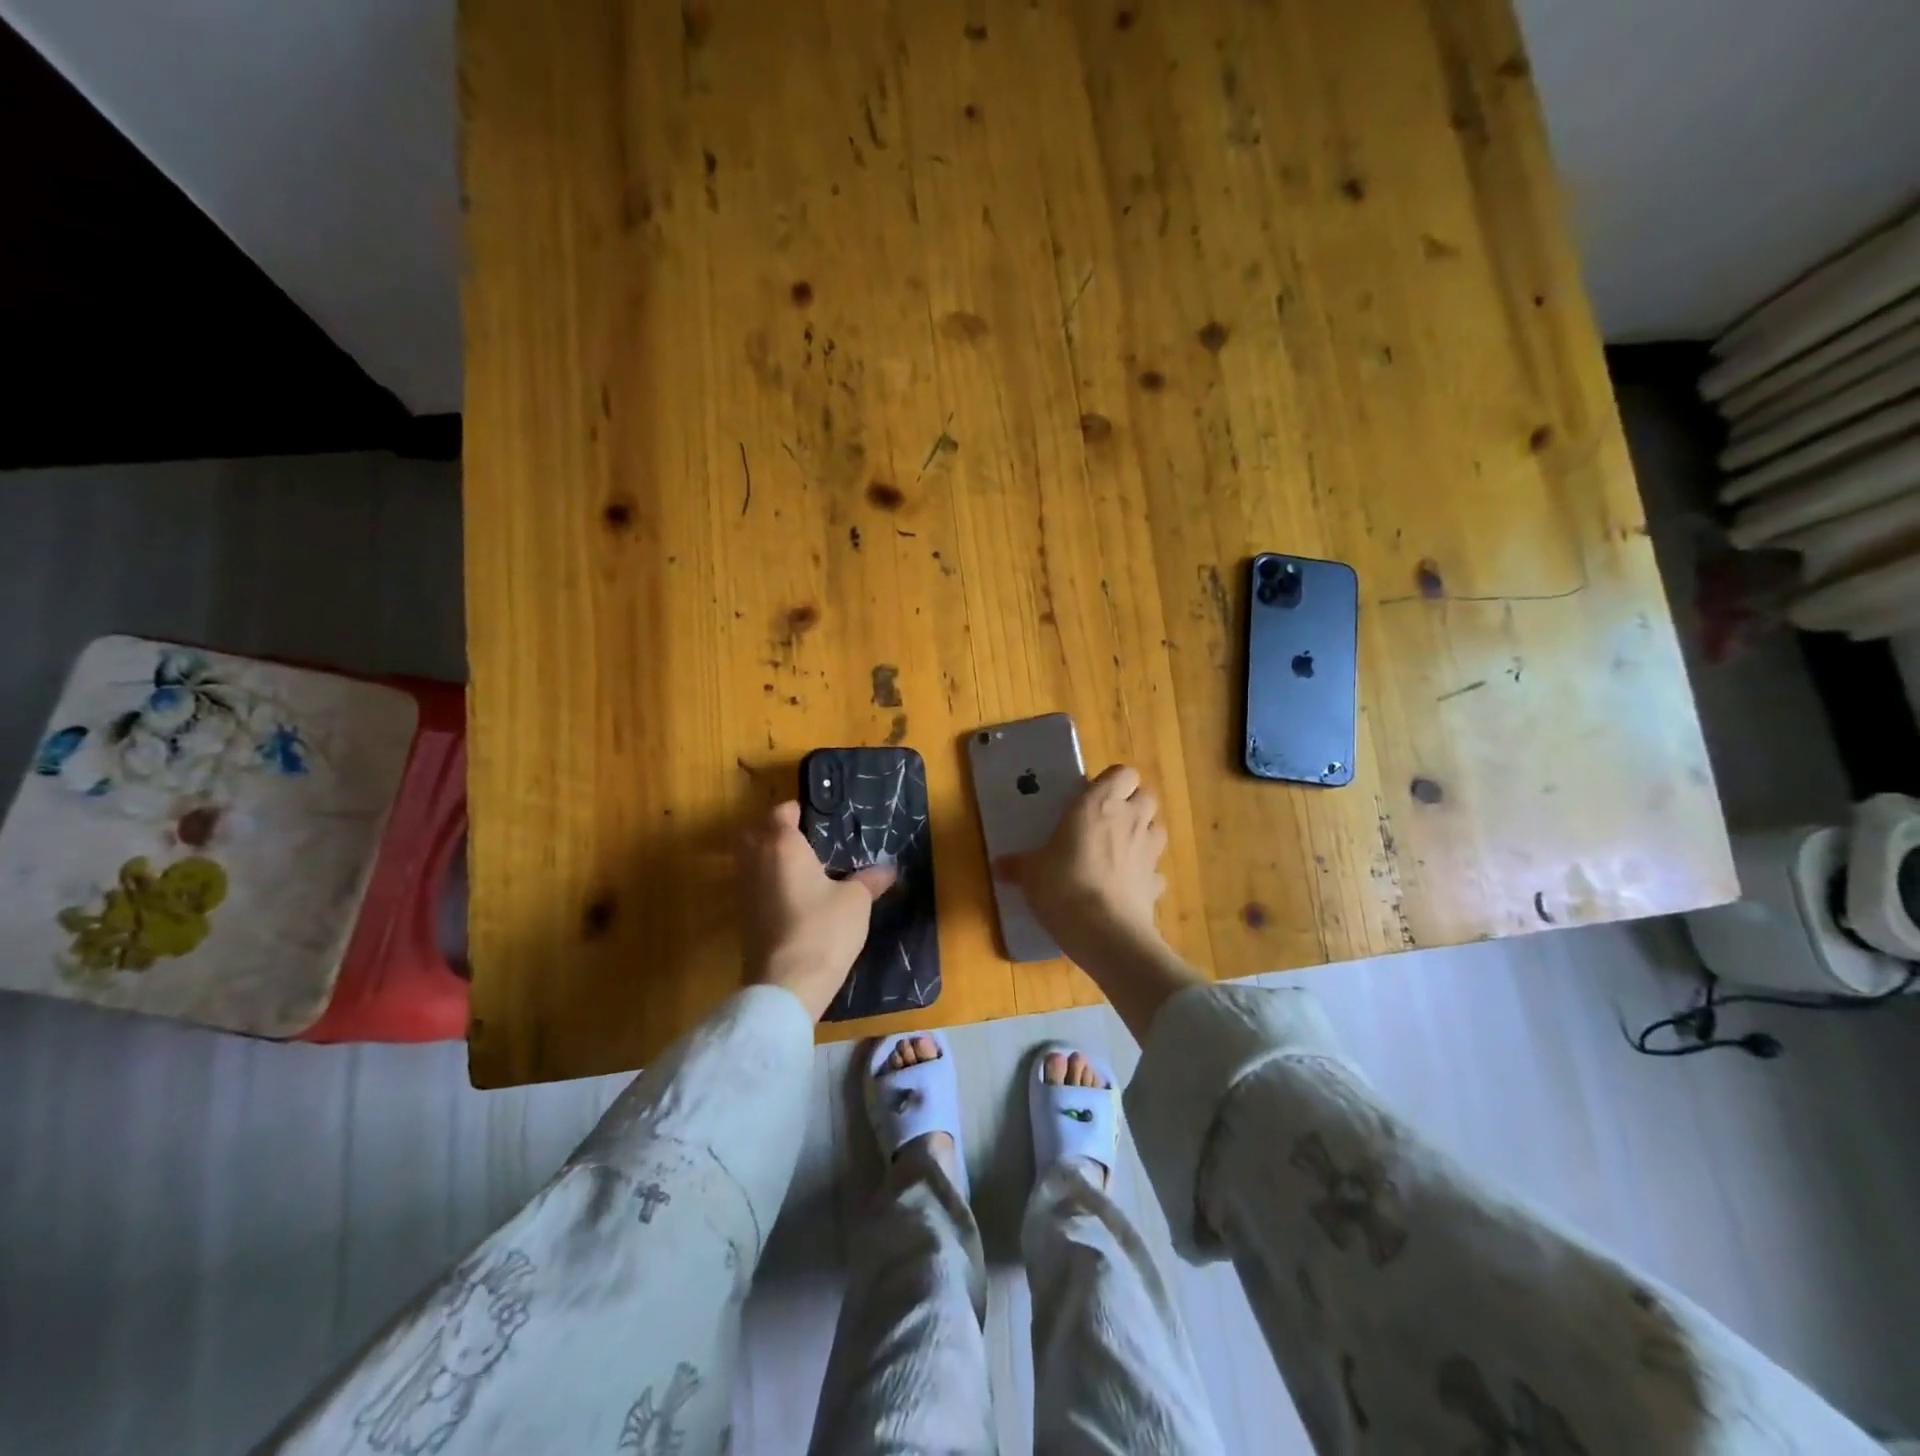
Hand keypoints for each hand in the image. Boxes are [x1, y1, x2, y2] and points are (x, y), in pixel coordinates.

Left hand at [738, 801, 895, 1020]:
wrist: (787, 984)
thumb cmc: (823, 929)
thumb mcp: (856, 901)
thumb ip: (870, 879)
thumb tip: (888, 869)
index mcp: (782, 846)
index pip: (781, 812)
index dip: (796, 810)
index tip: (817, 816)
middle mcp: (756, 861)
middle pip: (756, 833)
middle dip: (775, 831)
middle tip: (805, 839)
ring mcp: (744, 890)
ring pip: (750, 860)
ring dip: (768, 857)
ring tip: (801, 867)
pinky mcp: (743, 916)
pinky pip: (752, 885)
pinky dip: (766, 882)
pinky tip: (792, 896)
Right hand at [998, 764, 1168, 963]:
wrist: (1105, 932)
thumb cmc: (1063, 886)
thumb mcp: (1031, 873)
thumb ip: (1018, 865)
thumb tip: (998, 866)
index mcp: (1099, 805)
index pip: (1123, 773)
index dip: (1113, 782)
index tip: (1093, 796)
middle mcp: (1130, 820)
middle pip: (1146, 796)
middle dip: (1132, 804)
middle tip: (1107, 820)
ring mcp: (1149, 852)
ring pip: (1157, 828)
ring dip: (1144, 832)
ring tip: (1121, 848)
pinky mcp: (1156, 883)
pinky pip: (1156, 870)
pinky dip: (1146, 873)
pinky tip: (1127, 885)